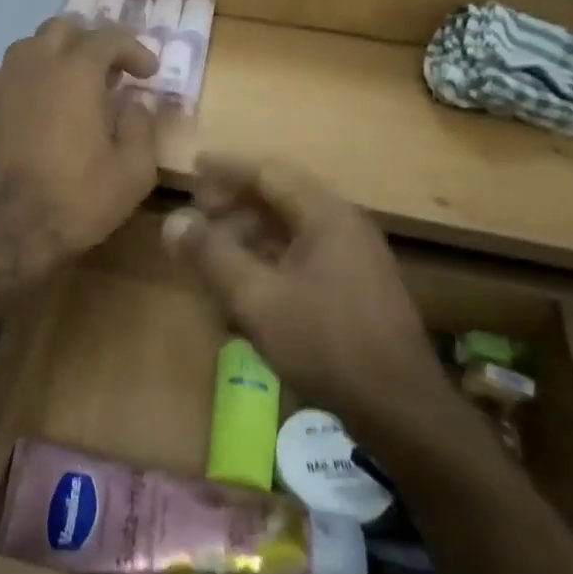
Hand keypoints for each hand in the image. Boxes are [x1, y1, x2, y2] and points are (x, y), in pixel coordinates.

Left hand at [0, 20, 159, 282]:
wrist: (7, 233)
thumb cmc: (77, 201)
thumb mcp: (133, 171)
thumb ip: (141, 125)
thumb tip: (135, 102)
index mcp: (76, 73)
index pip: (109, 38)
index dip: (135, 49)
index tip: (148, 72)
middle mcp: (33, 65)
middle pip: (63, 29)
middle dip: (90, 43)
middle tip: (109, 72)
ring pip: (26, 48)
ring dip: (53, 56)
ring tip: (68, 84)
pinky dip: (19, 80)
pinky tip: (26, 103)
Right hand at [162, 157, 457, 447]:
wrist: (399, 407)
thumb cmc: (324, 343)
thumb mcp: (256, 299)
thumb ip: (211, 256)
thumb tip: (173, 220)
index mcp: (326, 216)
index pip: (270, 173)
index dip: (228, 169)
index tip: (194, 166)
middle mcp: (344, 226)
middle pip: (281, 198)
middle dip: (235, 203)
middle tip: (197, 213)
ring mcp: (354, 258)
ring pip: (292, 229)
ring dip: (250, 232)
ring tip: (213, 248)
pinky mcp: (355, 287)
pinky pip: (303, 254)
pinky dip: (269, 257)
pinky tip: (246, 281)